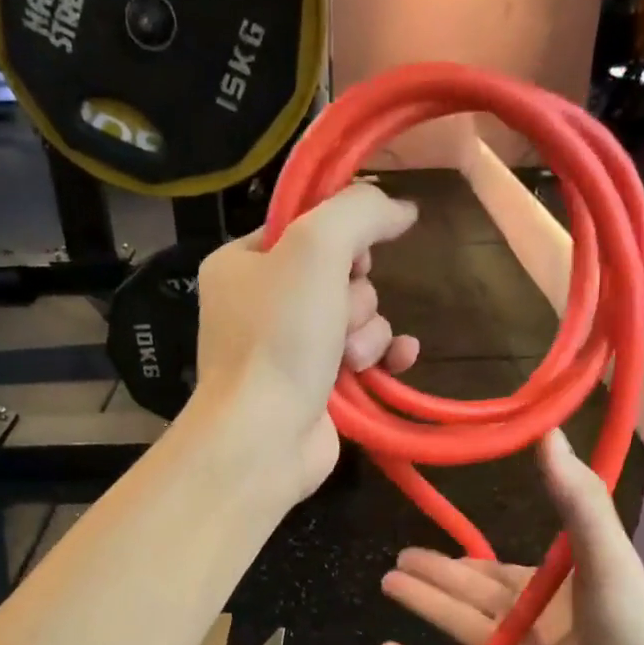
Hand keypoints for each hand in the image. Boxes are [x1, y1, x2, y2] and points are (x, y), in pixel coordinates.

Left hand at [192, 183, 420, 498]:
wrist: (265, 437)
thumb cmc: (279, 337)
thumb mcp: (316, 248)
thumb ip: (360, 211)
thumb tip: (401, 207)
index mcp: (241, 263)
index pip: (304, 226)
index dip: (339, 237)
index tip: (353, 256)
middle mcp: (261, 304)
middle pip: (339, 273)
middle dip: (353, 296)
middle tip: (338, 318)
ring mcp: (290, 349)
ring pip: (357, 316)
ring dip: (367, 332)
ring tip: (350, 359)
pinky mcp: (318, 387)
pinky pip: (365, 355)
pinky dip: (384, 356)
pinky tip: (400, 360)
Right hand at [378, 431, 643, 644]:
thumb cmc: (633, 635)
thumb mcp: (607, 558)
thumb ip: (576, 499)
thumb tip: (548, 431)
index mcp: (553, 591)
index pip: (495, 571)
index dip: (461, 559)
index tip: (428, 540)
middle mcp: (529, 625)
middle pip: (467, 596)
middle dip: (432, 577)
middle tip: (394, 562)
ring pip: (455, 630)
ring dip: (422, 607)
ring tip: (386, 585)